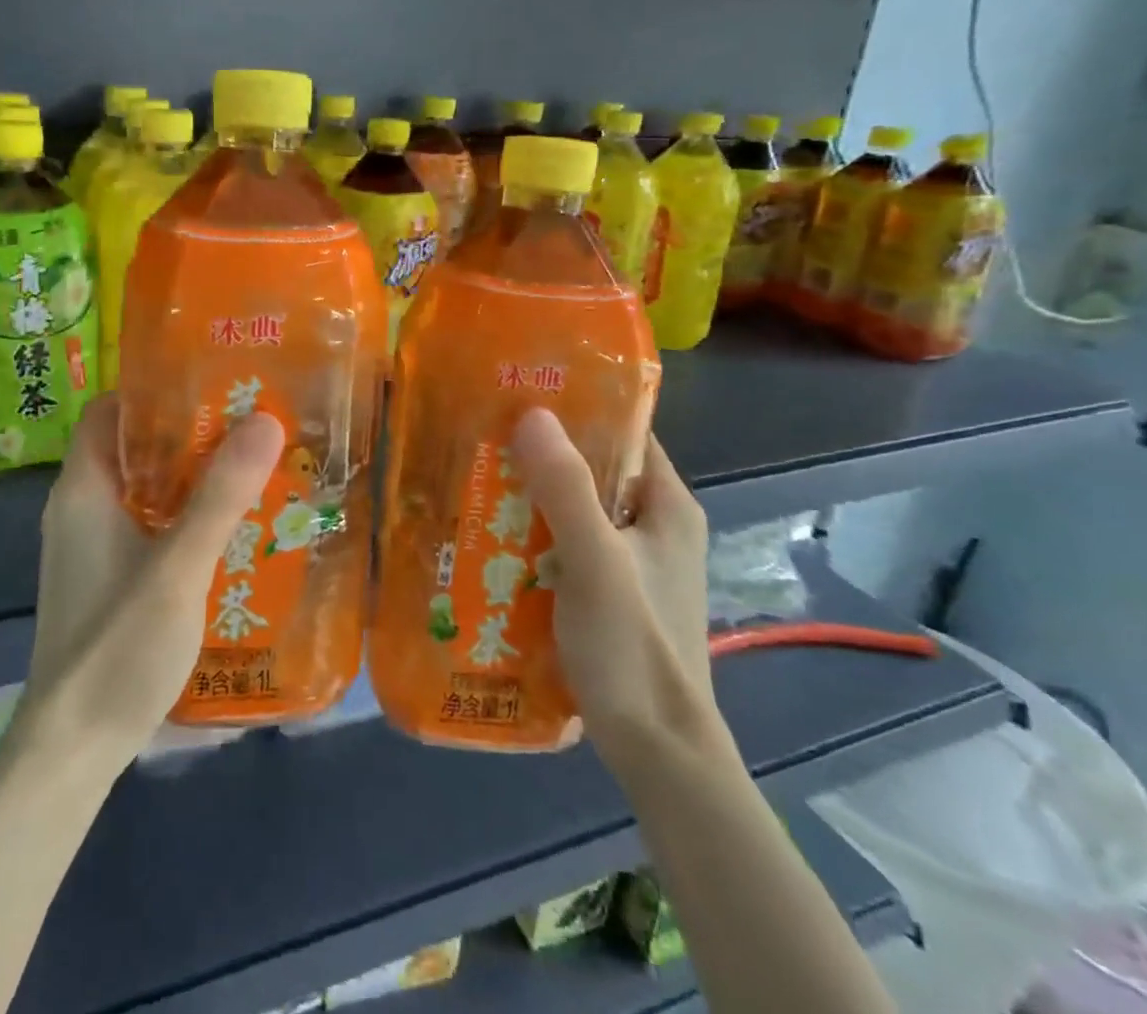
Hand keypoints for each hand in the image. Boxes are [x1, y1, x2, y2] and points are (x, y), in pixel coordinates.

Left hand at [14, 395, 284, 770]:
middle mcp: (82, 507)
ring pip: (146, 487)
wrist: (73, 749)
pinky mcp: (110, 576)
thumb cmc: (116, 646)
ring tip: (252, 464)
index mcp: (84, 488)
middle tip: (250, 421)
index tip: (212, 382)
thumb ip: (220, 496)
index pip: (110, 410)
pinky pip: (150, 523)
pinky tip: (231, 525)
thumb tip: (265, 420)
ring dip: (192, 475)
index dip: (154, 390)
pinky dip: (185, 513)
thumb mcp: (178, 567)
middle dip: (188, 431)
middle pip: (134, 446)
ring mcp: (94, 545)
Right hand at [510, 410, 721, 768]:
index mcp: (668, 507)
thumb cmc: (633, 647)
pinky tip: (494, 537)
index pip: (627, 434)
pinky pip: (568, 547)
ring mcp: (634, 565)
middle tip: (486, 437)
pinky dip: (536, 537)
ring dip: (534, 499)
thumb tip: (532, 413)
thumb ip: (565, 488)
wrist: (657, 753)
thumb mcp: (595, 560)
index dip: (580, 410)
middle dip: (544, 456)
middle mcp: (655, 528)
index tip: (524, 394)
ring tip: (478, 478)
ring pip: (577, 512)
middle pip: (596, 472)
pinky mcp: (611, 596)